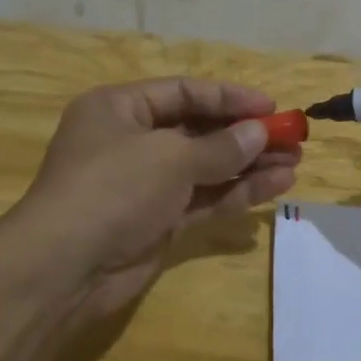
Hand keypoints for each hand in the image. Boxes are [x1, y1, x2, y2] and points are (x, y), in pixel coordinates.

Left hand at [5, 77, 300, 356]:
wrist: (64, 268)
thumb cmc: (112, 189)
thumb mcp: (168, 158)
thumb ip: (219, 146)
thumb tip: (259, 134)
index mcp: (120, 109)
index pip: (183, 92)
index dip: (229, 98)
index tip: (272, 108)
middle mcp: (132, 141)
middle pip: (198, 130)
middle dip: (245, 134)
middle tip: (293, 138)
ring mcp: (145, 184)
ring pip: (206, 167)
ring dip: (248, 164)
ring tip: (295, 162)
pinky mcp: (158, 221)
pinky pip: (203, 199)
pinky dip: (237, 192)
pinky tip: (276, 186)